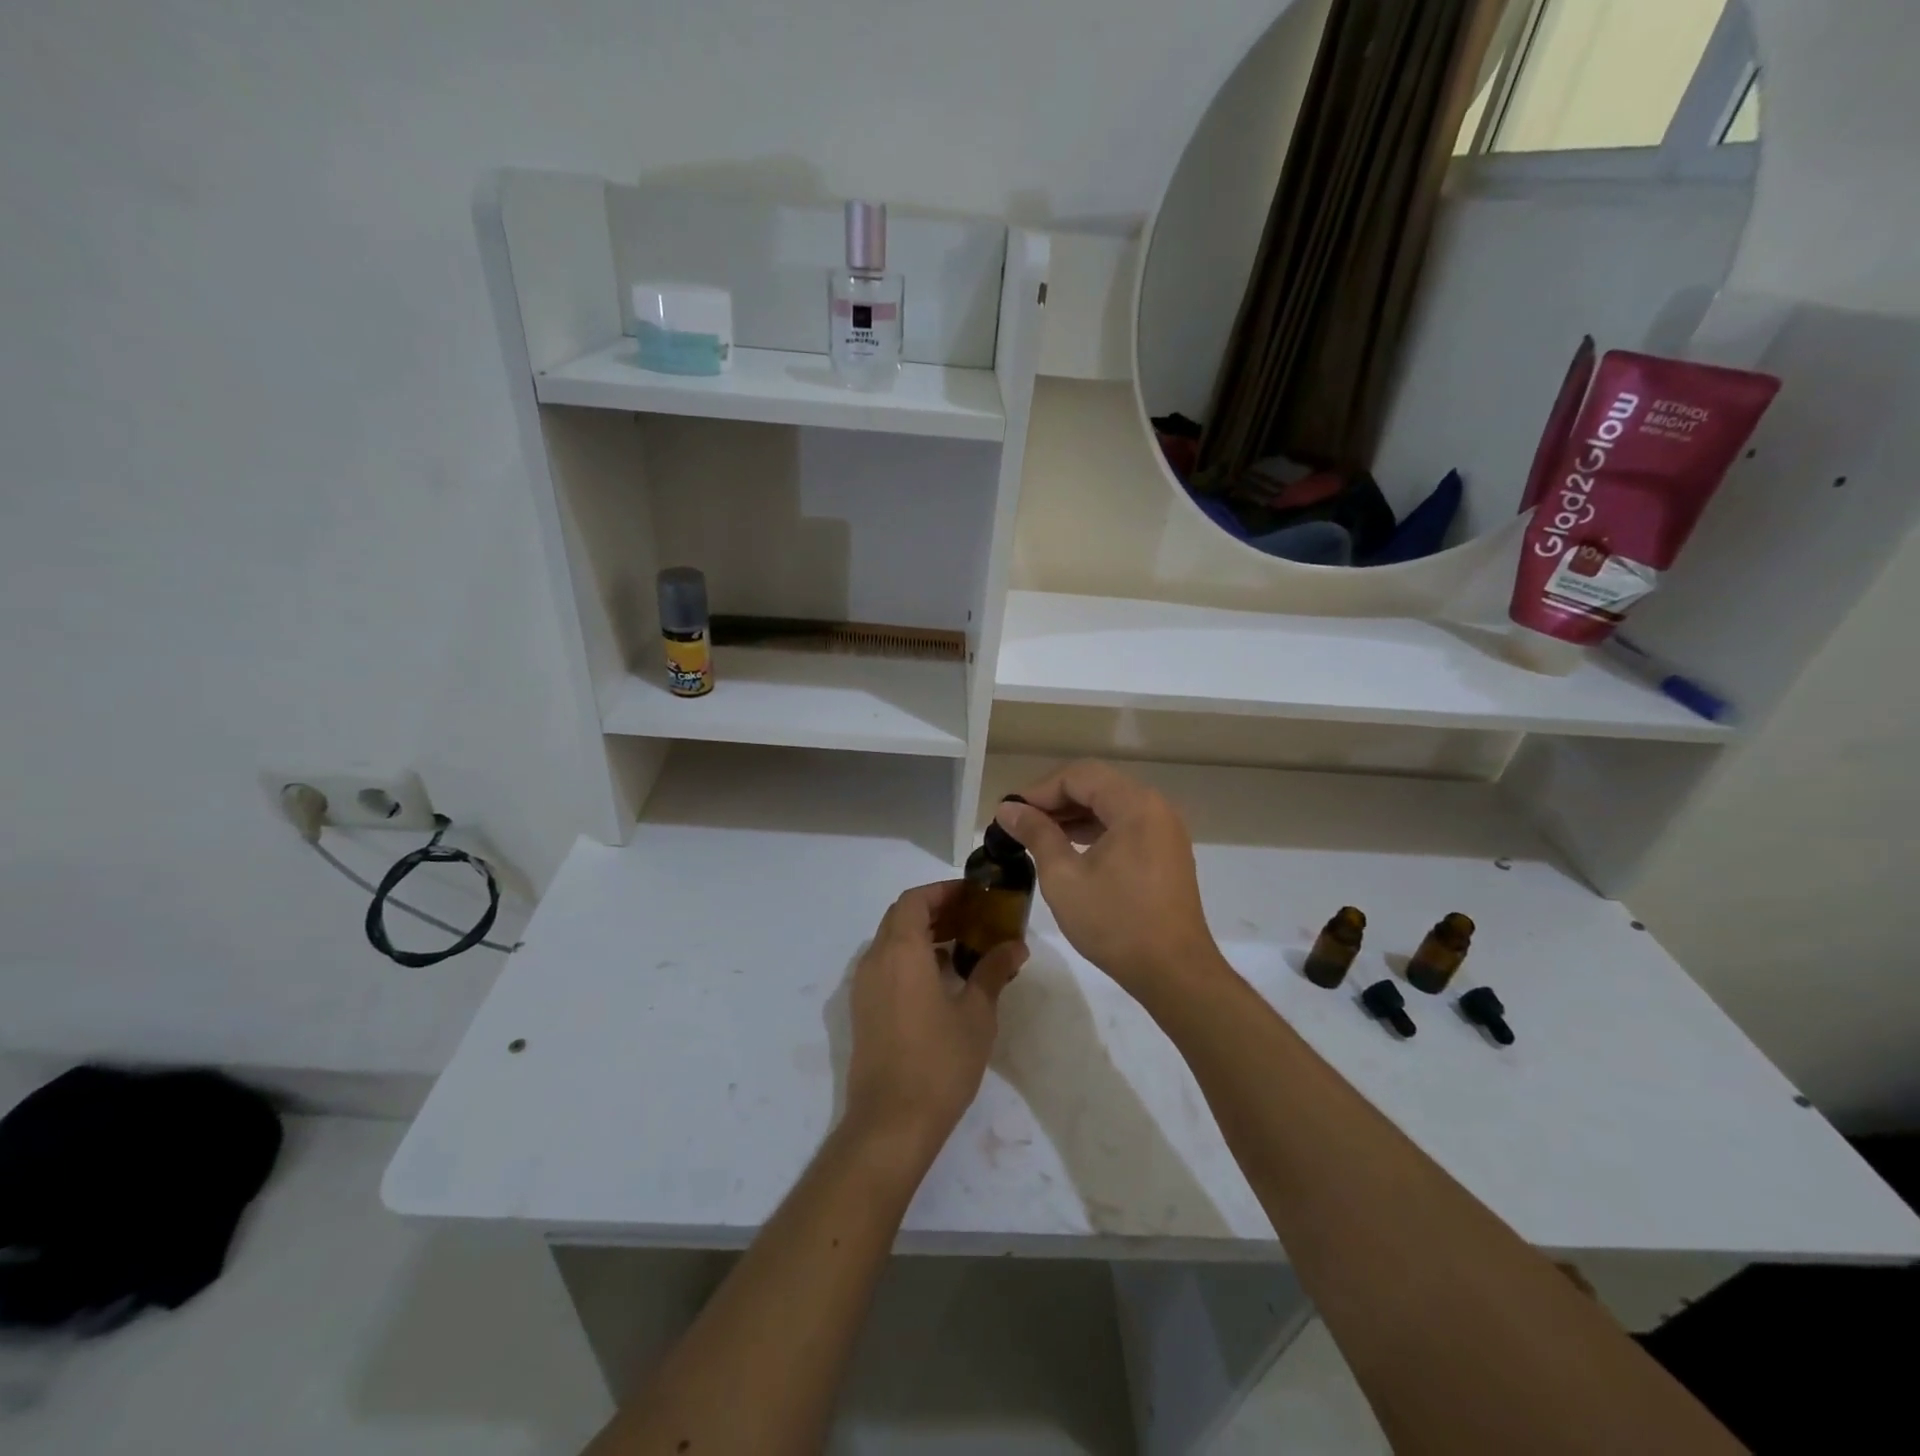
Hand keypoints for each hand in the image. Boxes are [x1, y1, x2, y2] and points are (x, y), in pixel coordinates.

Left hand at [842, 881, 1026, 1161]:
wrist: (891, 1122)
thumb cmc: (939, 1062)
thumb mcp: (976, 1014)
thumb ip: (993, 972)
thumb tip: (1016, 945)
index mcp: (901, 951)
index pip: (915, 900)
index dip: (942, 891)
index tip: (972, 895)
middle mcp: (875, 960)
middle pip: (901, 917)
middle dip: (935, 910)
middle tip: (972, 917)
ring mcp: (864, 986)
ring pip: (891, 941)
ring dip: (922, 934)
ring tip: (962, 946)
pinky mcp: (863, 1010)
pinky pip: (885, 966)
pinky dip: (910, 958)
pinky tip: (940, 979)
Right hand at [997, 761, 1221, 999]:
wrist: (1174, 972)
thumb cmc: (1116, 922)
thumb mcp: (1064, 877)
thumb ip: (1036, 834)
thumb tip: (1008, 808)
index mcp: (1135, 805)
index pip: (1079, 776)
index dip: (1039, 790)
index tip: (1009, 812)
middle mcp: (1156, 807)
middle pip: (1097, 785)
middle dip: (1055, 800)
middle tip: (1019, 822)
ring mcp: (1165, 830)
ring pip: (1111, 805)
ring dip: (1074, 814)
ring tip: (1037, 834)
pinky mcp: (1166, 852)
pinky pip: (1126, 825)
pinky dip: (1096, 830)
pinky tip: (1070, 848)